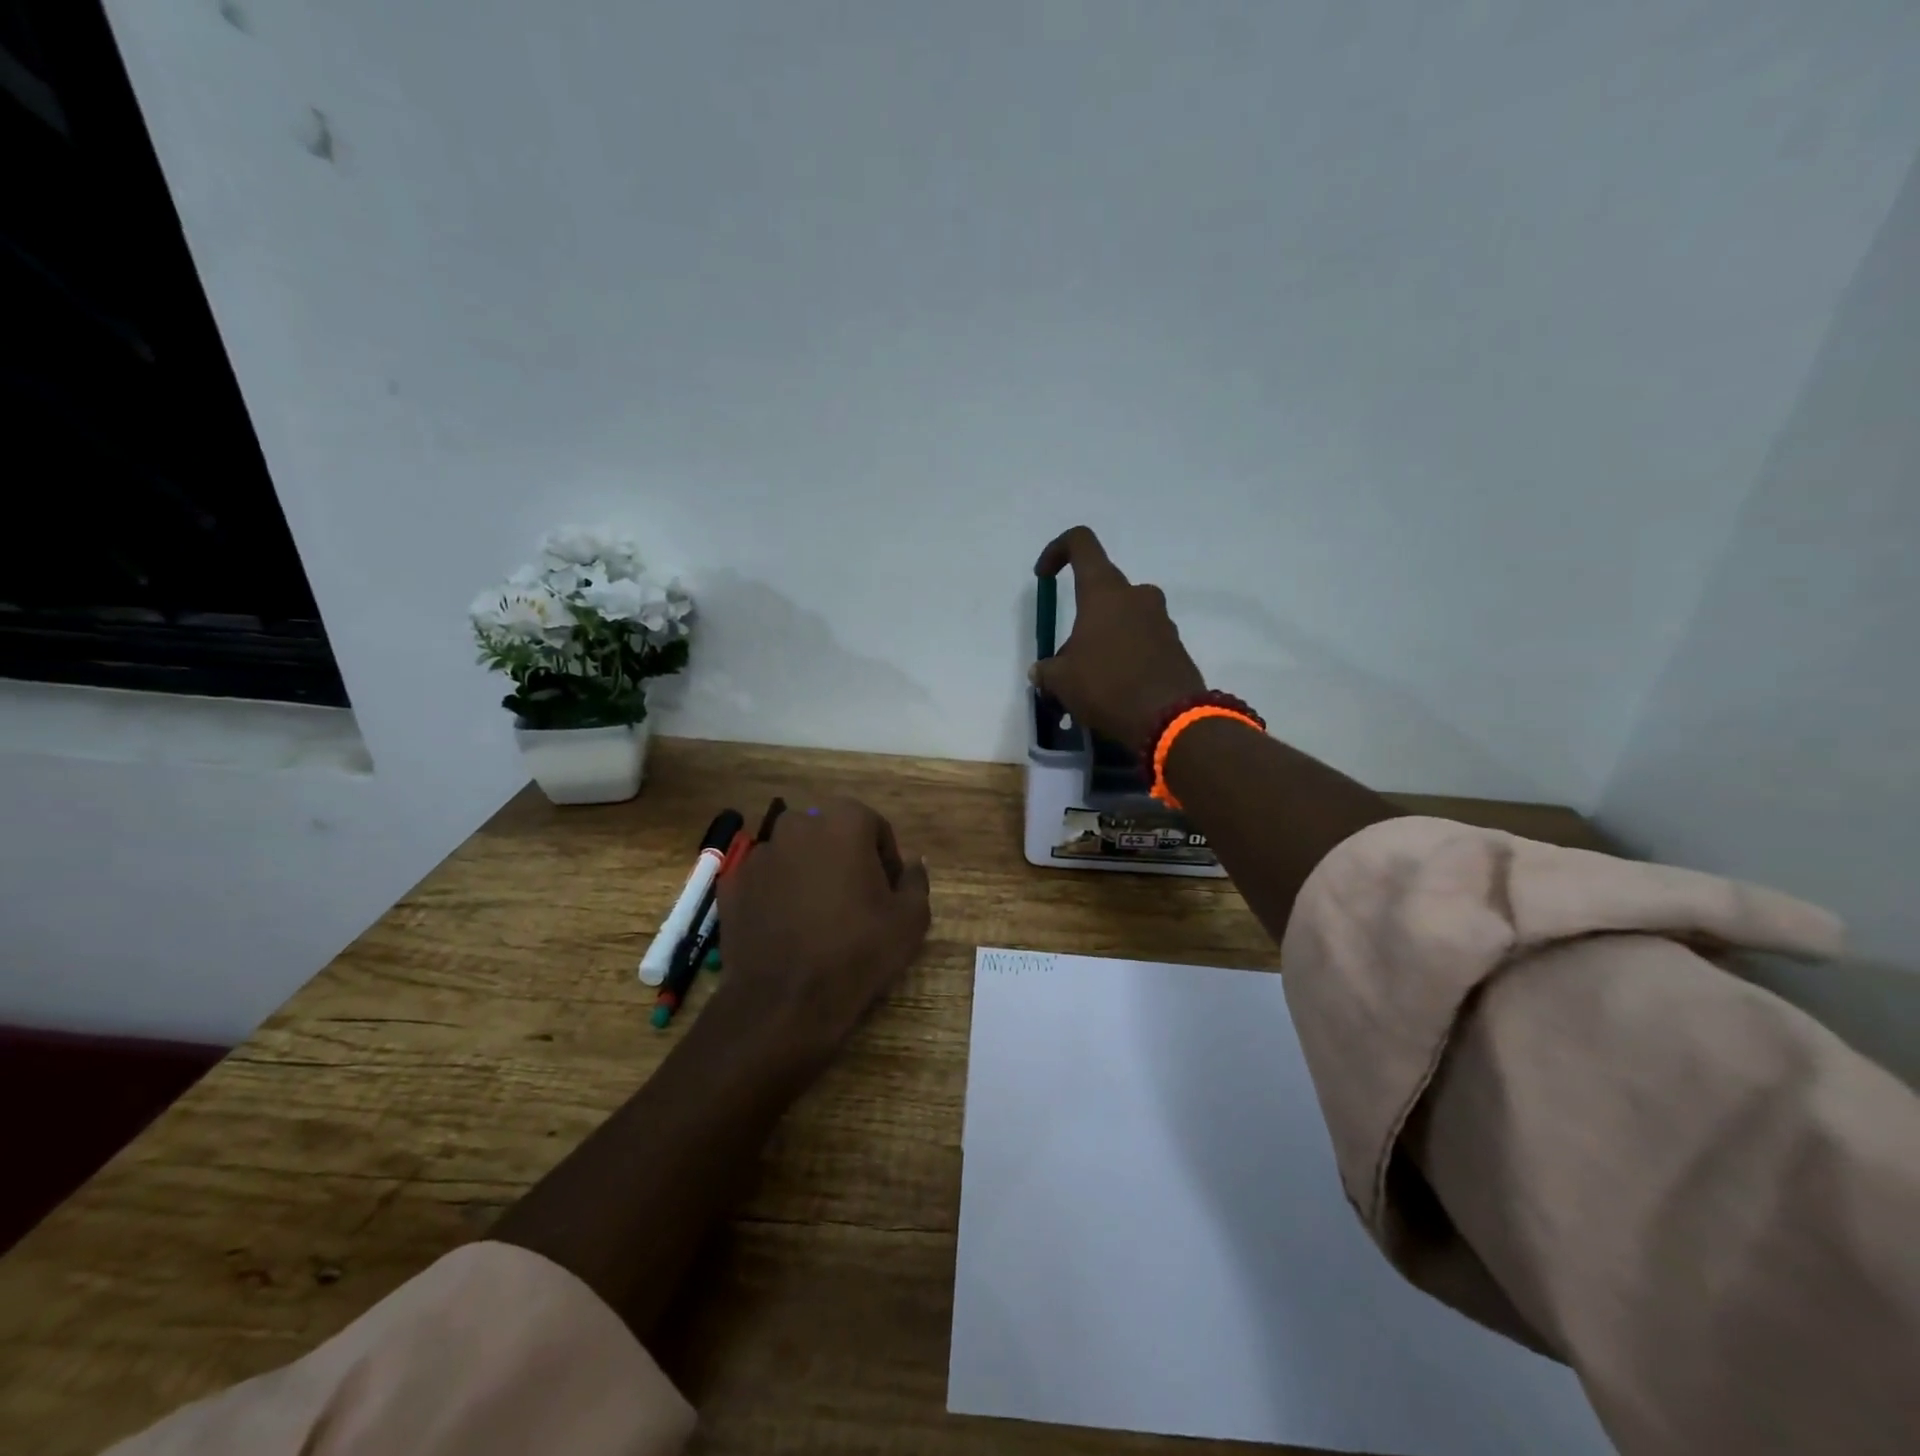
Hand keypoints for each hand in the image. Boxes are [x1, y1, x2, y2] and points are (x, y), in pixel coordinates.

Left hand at [713, 798, 931, 1068]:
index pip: (873, 827)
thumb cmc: (856, 953)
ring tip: (817, 918)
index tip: (887, 893)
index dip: (885, 859)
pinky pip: (764, 880)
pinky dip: (776, 894)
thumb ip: (916, 881)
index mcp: (844, 823)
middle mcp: (797, 826)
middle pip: (830, 835)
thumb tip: (913, 863)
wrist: (784, 1003)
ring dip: (808, 874)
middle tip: (854, 902)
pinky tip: (786, 929)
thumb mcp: (910, 920)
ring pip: (794, 855)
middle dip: (844, 859)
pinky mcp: (732, 884)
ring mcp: (759, 854)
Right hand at [1030, 525, 1205, 751]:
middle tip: (1067, 658)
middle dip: (1081, 619)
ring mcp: (1161, 620)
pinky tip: (1115, 690)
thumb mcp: (1061, 681)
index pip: (1081, 543)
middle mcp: (1137, 596)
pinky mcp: (1175, 645)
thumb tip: (1042, 671)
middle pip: (1102, 591)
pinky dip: (1126, 656)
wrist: (1170, 719)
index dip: (1057, 551)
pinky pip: (1142, 641)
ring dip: (1104, 640)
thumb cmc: (1107, 686)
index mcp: (1105, 592)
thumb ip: (1047, 670)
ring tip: (1090, 682)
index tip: (1045, 577)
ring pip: (1123, 619)